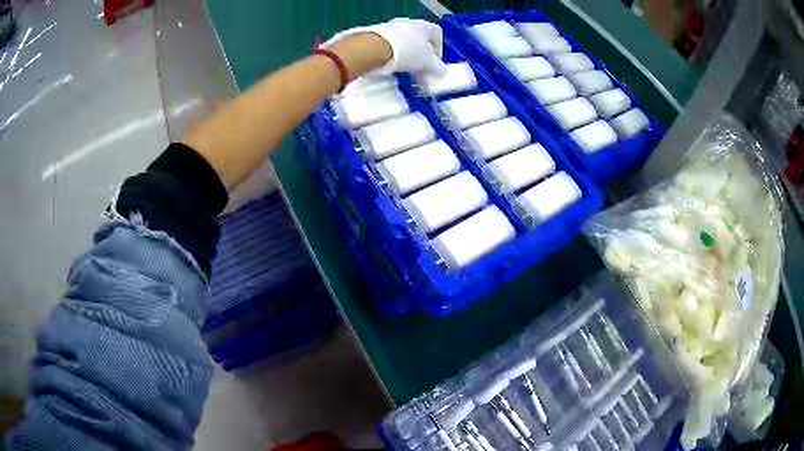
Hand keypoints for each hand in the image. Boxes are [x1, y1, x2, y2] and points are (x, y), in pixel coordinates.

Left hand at [325, 18, 447, 76]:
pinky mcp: (378, 36)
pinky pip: (391, 47)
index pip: (437, 34)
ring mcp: (392, 28)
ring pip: (405, 45)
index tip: (436, 64)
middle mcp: (409, 24)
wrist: (374, 47)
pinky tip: (393, 69)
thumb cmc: (408, 51)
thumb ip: (438, 68)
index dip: (439, 50)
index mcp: (424, 26)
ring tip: (407, 75)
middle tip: (422, 74)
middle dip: (422, 59)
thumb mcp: (428, 63)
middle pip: (420, 42)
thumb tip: (443, 72)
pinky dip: (395, 58)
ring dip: (409, 60)